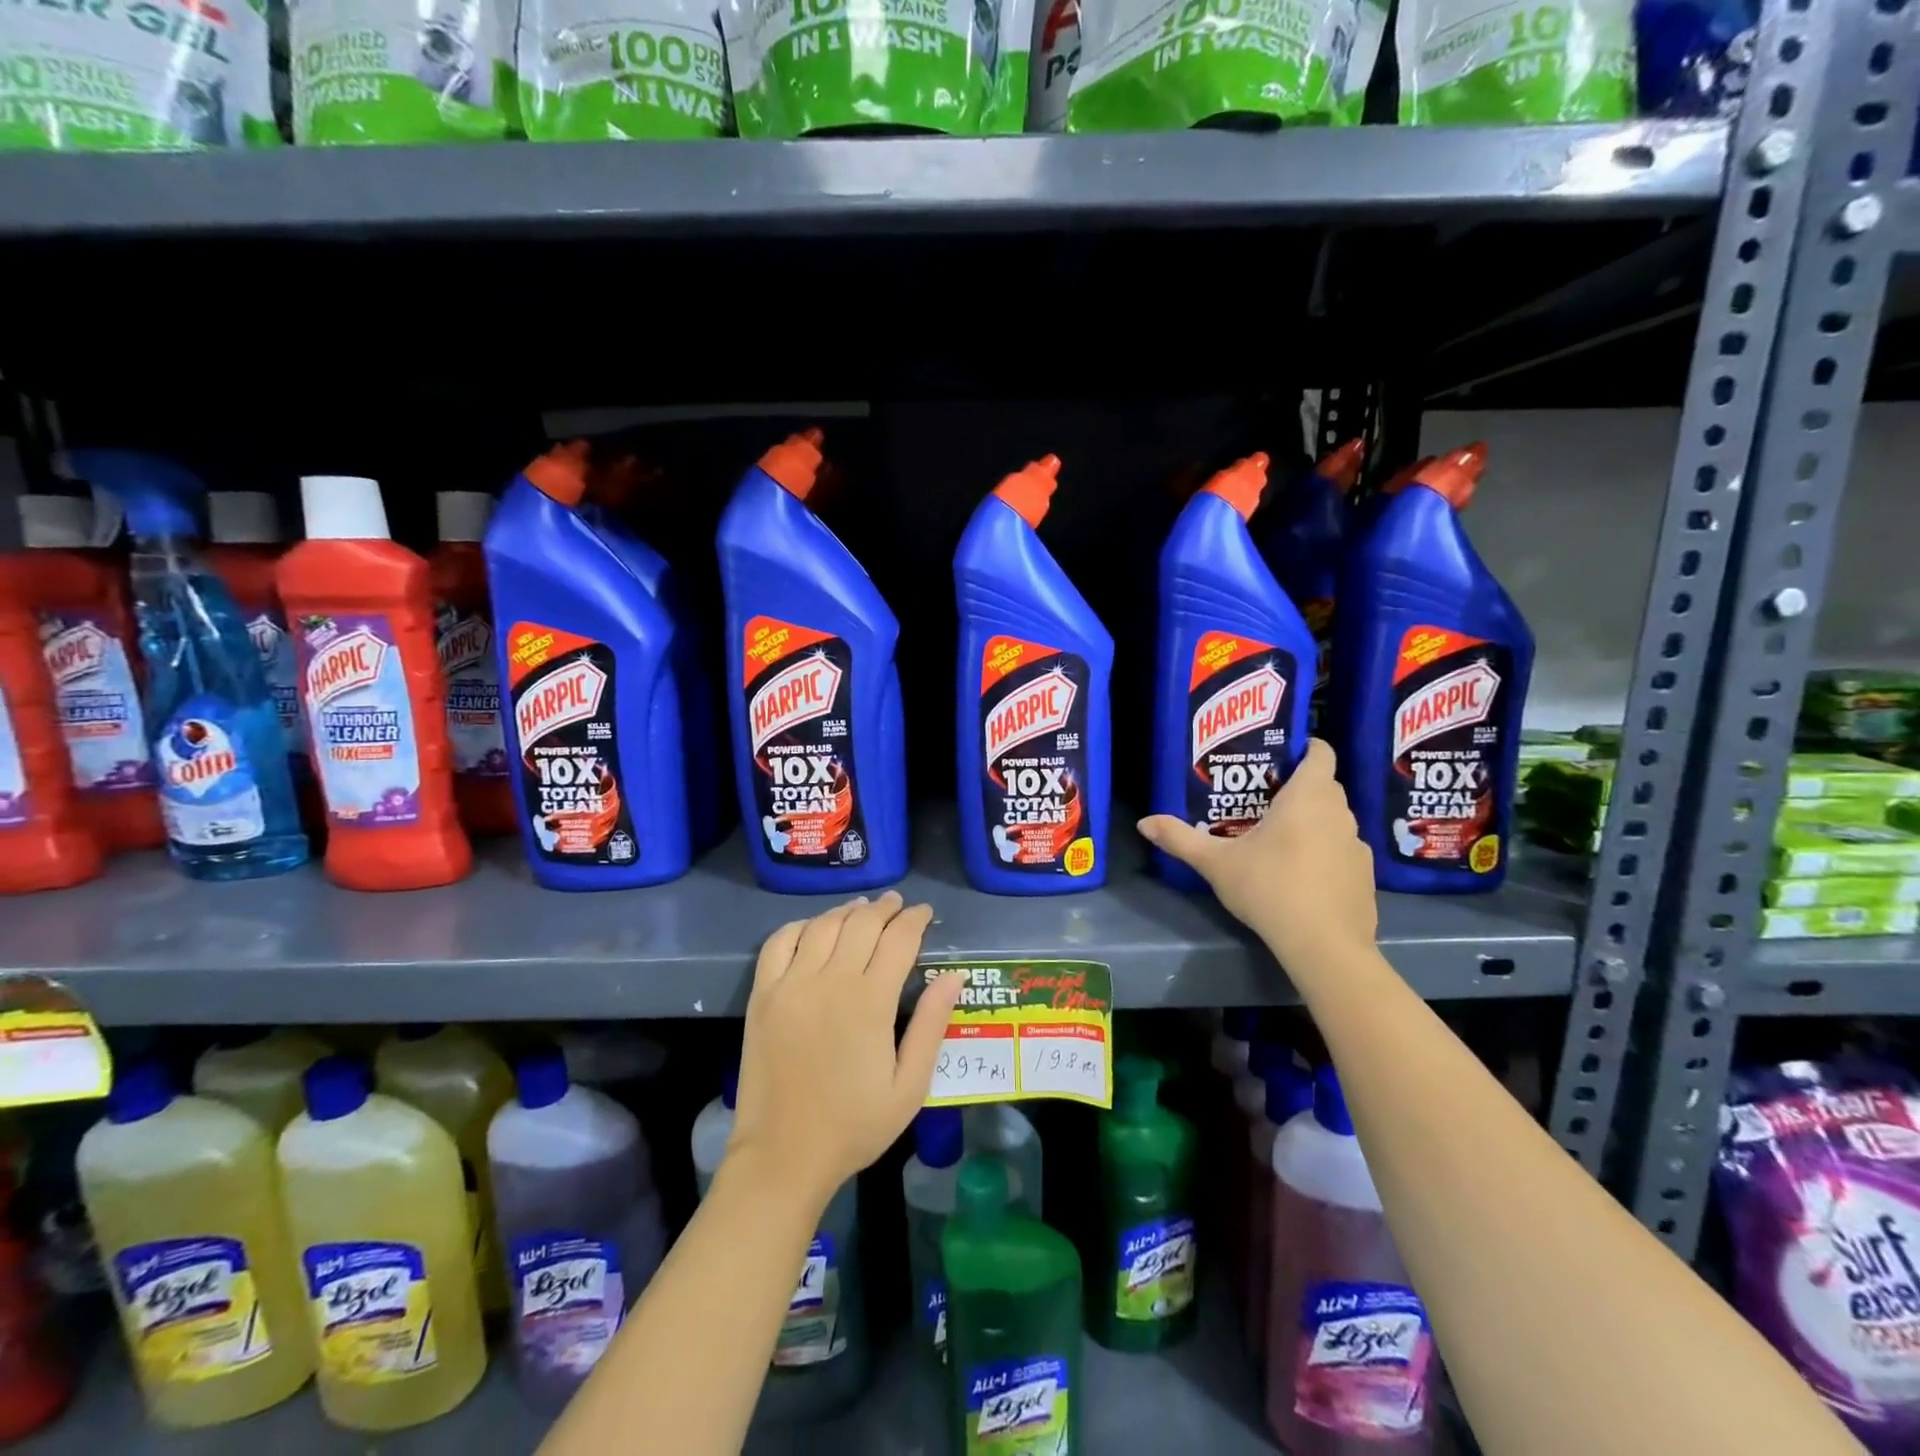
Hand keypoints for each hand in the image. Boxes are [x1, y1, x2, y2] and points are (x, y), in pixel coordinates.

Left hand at [728, 892, 967, 1211]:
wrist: (783, 1155)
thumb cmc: (854, 1125)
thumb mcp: (909, 1086)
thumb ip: (932, 1024)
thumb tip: (954, 975)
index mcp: (870, 1002)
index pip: (899, 939)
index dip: (915, 919)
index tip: (925, 913)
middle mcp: (830, 981)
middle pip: (862, 923)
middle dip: (885, 908)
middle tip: (898, 905)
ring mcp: (790, 985)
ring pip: (823, 925)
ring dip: (847, 911)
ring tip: (863, 909)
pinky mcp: (762, 995)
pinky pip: (779, 942)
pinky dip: (800, 926)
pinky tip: (815, 929)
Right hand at [1138, 738, 1377, 967]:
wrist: (1324, 945)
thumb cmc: (1269, 888)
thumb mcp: (1216, 863)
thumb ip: (1180, 839)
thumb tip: (1144, 823)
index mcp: (1307, 796)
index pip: (1321, 752)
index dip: (1304, 749)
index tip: (1278, 760)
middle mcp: (1339, 812)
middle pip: (1324, 785)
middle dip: (1298, 788)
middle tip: (1263, 801)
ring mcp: (1357, 845)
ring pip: (1335, 819)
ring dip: (1313, 822)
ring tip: (1280, 839)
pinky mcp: (1366, 875)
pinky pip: (1343, 850)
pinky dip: (1327, 854)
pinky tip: (1303, 876)